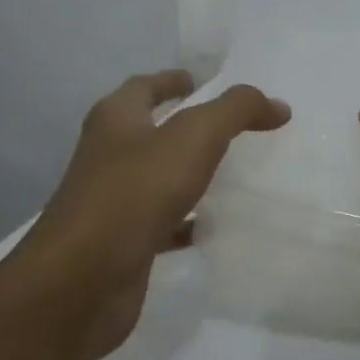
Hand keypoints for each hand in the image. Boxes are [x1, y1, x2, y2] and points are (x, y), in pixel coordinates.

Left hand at [18, 70, 289, 359]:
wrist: (82, 279)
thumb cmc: (135, 193)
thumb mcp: (194, 137)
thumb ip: (237, 112)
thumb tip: (277, 105)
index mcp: (116, 121)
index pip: (144, 87)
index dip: (171, 80)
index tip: (201, 80)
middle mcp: (110, 156)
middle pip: (149, 131)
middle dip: (184, 126)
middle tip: (230, 127)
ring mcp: (114, 202)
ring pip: (158, 179)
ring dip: (188, 174)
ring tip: (232, 173)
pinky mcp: (124, 243)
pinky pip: (163, 223)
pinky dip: (188, 222)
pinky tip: (215, 227)